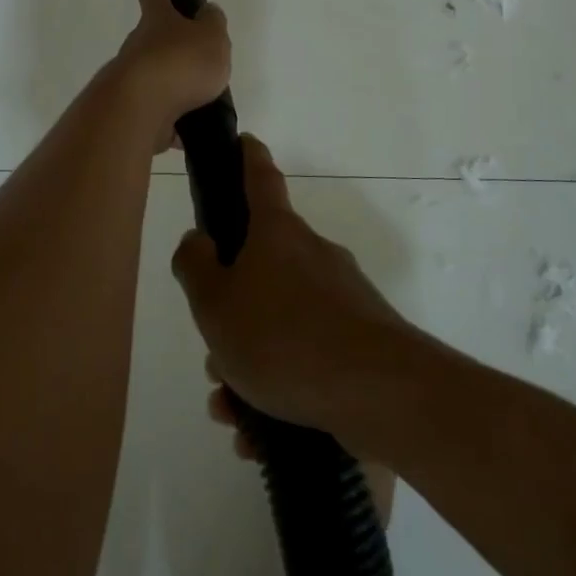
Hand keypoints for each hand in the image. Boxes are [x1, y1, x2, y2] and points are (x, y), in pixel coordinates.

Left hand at [112, 0, 230, 151]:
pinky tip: (187, 134)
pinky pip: (157, 114)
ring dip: (173, 86)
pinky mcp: (133, 112)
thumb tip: (208, 12)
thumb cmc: (180, 63)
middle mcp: (139, 47)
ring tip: (201, 100)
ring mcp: (133, 80)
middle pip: (153, 39)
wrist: (140, 109)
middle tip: (193, 53)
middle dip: (169, 43)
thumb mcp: (211, 37)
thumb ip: (213, 25)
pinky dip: (171, 123)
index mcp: (157, 21)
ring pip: (155, 77)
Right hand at [172, 136, 415, 440]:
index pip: (260, 178)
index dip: (248, 157)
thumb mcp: (216, 305)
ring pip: (282, 321)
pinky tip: (263, 435)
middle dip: (233, 312)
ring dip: (252, 362)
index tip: (245, 141)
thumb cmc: (283, 337)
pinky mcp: (363, 340)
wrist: (380, 394)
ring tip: (234, 411)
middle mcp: (313, 255)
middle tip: (215, 358)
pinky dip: (282, 387)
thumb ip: (196, 267)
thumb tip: (199, 239)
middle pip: (262, 269)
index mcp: (278, 234)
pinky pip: (309, 356)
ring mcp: (343, 298)